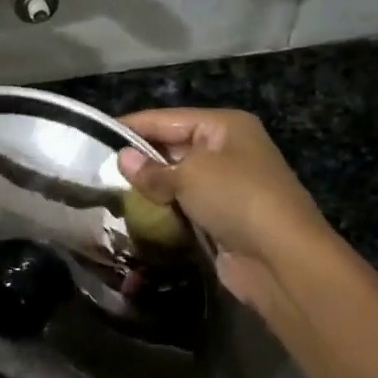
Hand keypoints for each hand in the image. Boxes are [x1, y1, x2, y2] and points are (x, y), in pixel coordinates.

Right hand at [117, 108, 330, 314]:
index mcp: (225, 127)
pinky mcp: (222, 219)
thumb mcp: (190, 175)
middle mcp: (228, 151)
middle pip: (173, 147)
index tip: (95, 135)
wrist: (281, 258)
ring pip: (177, 180)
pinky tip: (135, 215)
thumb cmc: (237, 199)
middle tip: (97, 169)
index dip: (132, 126)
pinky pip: (184, 207)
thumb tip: (122, 159)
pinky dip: (163, 211)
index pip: (168, 119)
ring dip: (150, 189)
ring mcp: (227, 186)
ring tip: (108, 192)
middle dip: (140, 159)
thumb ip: (152, 169)